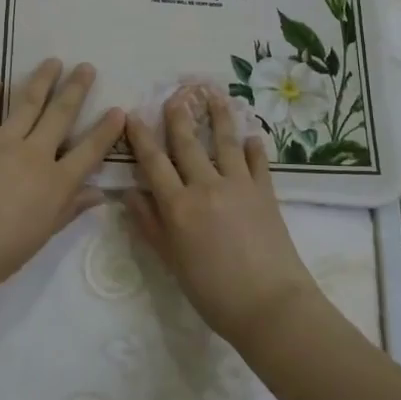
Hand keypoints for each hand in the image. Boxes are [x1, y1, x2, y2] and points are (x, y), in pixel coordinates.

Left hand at [0, 59, 123, 305]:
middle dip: (76, 90)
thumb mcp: (41, 236)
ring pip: (27, 104)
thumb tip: (99, 194)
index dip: (106, 131)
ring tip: (53, 61)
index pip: (89, 151)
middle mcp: (34, 154)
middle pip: (60, 116)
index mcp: (56, 183)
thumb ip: (69, 210)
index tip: (119, 110)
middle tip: (86, 67)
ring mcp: (2, 142)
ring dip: (42, 80)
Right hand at [123, 86, 322, 348]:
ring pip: (225, 142)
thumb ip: (150, 225)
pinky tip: (252, 136)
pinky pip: (257, 162)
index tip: (133, 115)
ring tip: (214, 94)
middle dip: (178, 117)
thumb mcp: (172, 262)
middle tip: (175, 94)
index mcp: (178, 206)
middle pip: (187, 144)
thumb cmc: (212, 292)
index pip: (153, 162)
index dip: (141, 137)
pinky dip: (253, 147)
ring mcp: (239, 186)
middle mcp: (205, 187)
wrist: (270, 305)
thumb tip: (130, 194)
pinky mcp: (266, 192)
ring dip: (219, 116)